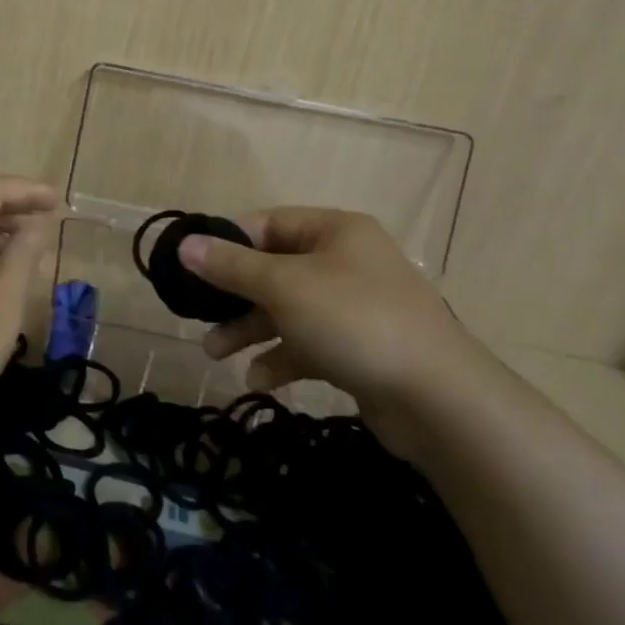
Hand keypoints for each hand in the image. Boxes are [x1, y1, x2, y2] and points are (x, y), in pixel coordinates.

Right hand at [182, 208, 496, 450]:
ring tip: (215, 354)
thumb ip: (231, 265)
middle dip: (234, 296)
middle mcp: (347, 262)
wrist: (439, 400)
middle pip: (275, 269)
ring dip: (251, 330)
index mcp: (335, 231)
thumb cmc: (354, 321)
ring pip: (288, 310)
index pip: (268, 223)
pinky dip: (282, 358)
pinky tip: (258, 380)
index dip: (229, 242)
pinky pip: (309, 344)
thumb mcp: (283, 286)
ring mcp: (356, 308)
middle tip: (199, 316)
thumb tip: (185, 244)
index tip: (194, 267)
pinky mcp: (361, 349)